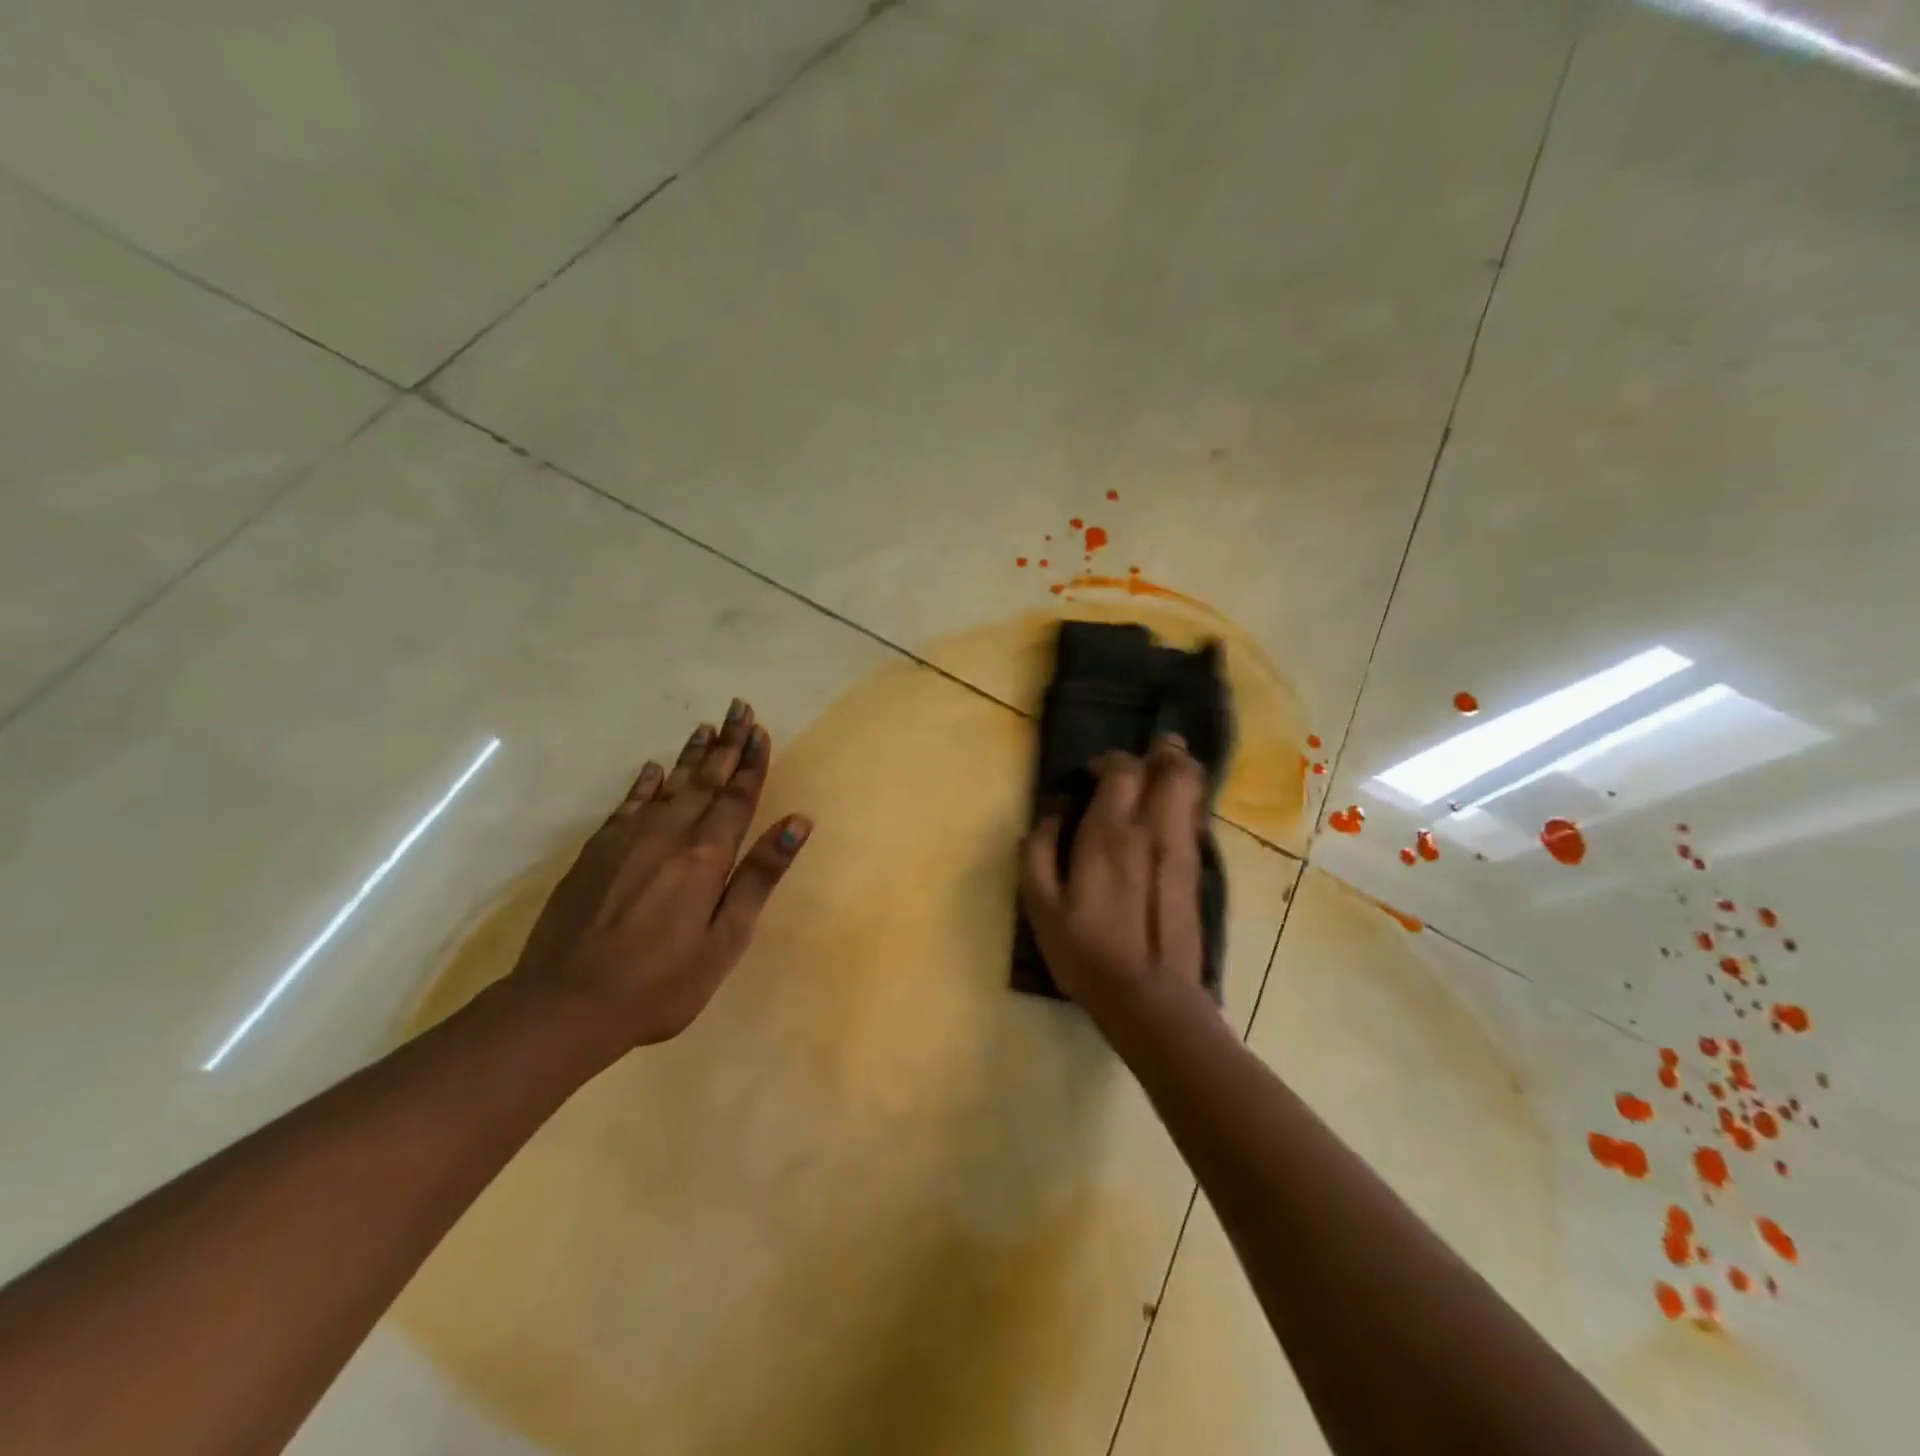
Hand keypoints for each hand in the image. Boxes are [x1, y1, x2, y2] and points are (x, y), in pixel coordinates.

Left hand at [511, 700, 809, 1053]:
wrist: (566, 1003)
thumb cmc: (662, 982)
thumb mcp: (725, 939)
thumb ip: (759, 877)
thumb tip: (797, 823)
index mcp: (706, 857)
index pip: (736, 798)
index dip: (751, 764)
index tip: (761, 730)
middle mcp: (670, 835)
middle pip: (705, 781)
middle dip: (727, 744)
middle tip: (739, 708)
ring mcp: (628, 840)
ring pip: (668, 785)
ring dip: (690, 756)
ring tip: (706, 727)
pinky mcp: (596, 852)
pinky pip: (627, 804)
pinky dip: (643, 784)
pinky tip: (651, 770)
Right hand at [1020, 734, 1208, 1022]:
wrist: (1150, 999)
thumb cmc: (1087, 953)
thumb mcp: (1041, 908)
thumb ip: (1038, 853)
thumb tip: (1049, 815)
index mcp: (1110, 834)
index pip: (1123, 769)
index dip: (1109, 762)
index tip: (1092, 777)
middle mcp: (1152, 830)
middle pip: (1173, 767)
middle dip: (1160, 753)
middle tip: (1141, 760)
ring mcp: (1182, 848)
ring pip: (1192, 787)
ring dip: (1178, 772)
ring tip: (1158, 776)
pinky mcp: (1196, 869)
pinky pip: (1196, 816)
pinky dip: (1185, 802)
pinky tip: (1167, 816)